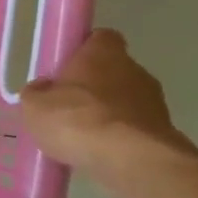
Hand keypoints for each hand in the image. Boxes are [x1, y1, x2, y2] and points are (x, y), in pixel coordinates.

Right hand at [20, 30, 197, 184]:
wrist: (129, 159)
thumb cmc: (76, 120)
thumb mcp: (34, 107)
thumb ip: (36, 93)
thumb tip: (42, 89)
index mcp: (103, 53)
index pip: (100, 38)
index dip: (83, 50)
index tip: (65, 68)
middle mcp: (134, 69)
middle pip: (112, 70)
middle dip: (93, 86)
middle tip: (67, 106)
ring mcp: (154, 100)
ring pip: (125, 100)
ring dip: (107, 113)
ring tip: (82, 136)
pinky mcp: (163, 130)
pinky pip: (133, 127)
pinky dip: (119, 136)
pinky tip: (99, 152)